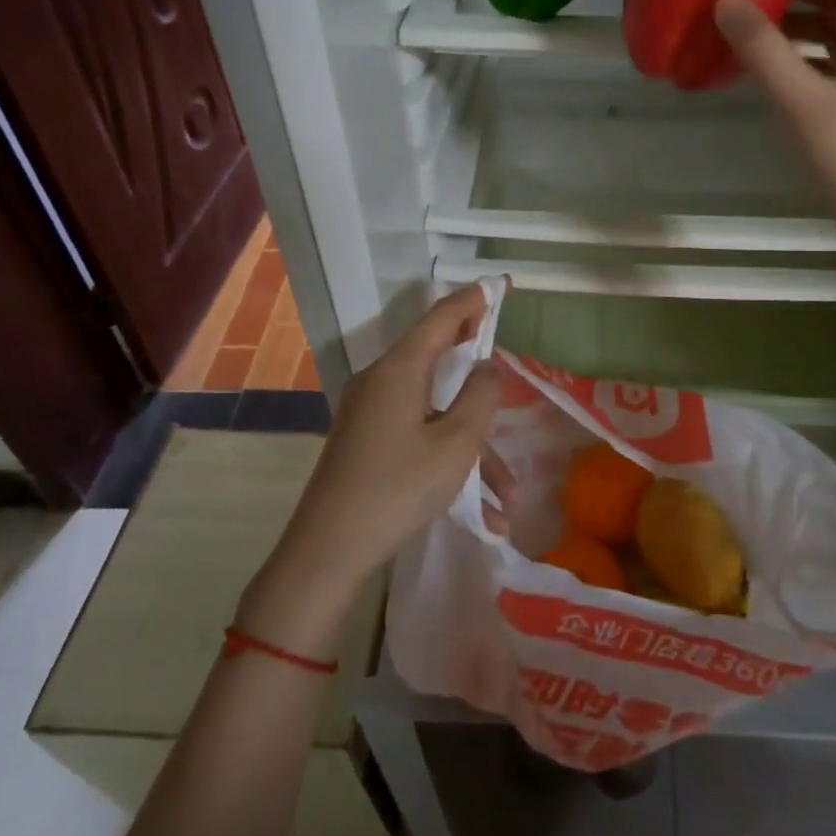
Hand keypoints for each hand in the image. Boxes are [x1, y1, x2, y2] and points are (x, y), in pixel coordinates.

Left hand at [238, 286, 501, 656]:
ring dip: (474, 448)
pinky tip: (481, 512)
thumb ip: (481, 396)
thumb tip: (488, 365)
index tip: (501, 285)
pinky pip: (419, 434)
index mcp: (400, 369)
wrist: (327, 551)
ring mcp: (371, 412)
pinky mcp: (367, 440)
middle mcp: (381, 380)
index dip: (473, 299)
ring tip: (508, 497)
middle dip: (475, 364)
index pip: (441, 316)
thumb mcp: (456, 443)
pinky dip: (449, 460)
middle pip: (436, 356)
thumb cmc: (398, 489)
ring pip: (435, 411)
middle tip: (504, 354)